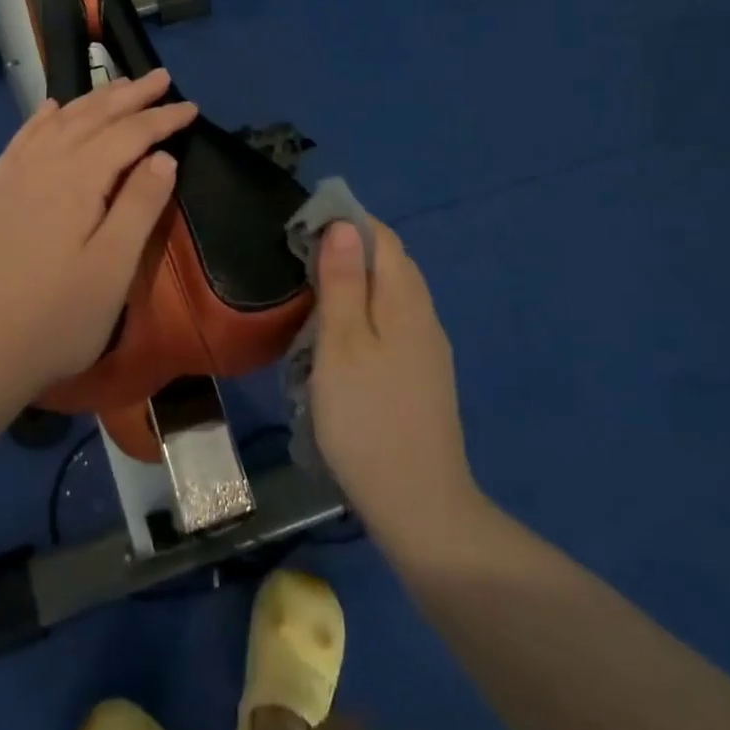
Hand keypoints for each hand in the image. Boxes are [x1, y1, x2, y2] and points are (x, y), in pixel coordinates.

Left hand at [0, 68, 198, 402]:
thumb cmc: (58, 317)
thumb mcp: (113, 267)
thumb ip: (140, 205)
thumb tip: (161, 157)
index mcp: (77, 180)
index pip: (128, 134)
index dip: (161, 119)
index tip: (191, 107)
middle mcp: (41, 166)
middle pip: (91, 117)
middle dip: (129, 95)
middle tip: (161, 78)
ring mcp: (9, 179)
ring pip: (56, 123)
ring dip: (90, 100)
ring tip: (116, 85)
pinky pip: (19, 141)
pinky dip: (40, 120)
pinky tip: (50, 110)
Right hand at [310, 219, 480, 555]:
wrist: (419, 507)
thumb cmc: (367, 418)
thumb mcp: (342, 344)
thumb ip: (343, 282)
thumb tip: (344, 224)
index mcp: (406, 301)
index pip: (383, 237)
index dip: (347, 222)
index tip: (304, 230)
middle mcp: (425, 316)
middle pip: (391, 264)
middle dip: (348, 253)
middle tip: (300, 266)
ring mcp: (428, 350)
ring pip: (392, 297)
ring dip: (355, 286)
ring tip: (313, 302)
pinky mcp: (423, 378)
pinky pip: (393, 326)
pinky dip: (366, 317)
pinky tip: (341, 343)